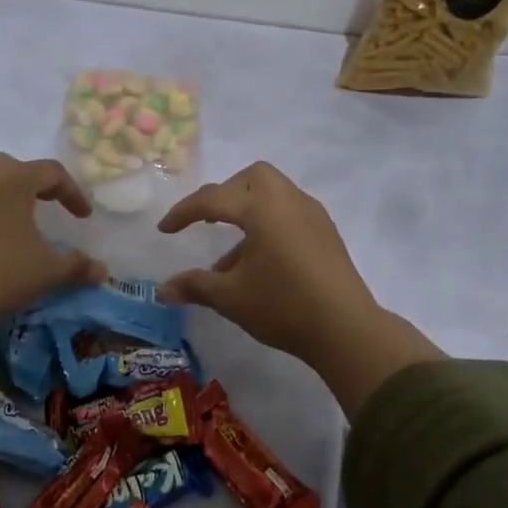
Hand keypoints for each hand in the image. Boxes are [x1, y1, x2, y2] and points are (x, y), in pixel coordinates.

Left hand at [0, 155, 104, 396]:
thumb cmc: (3, 274)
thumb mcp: (48, 271)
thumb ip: (77, 265)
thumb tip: (102, 272)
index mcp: (12, 179)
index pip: (51, 172)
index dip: (72, 193)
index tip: (83, 217)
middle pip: (14, 168)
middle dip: (35, 184)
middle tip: (48, 206)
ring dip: (3, 193)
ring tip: (15, 218)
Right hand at [157, 162, 444, 415]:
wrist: (346, 329)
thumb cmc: (283, 306)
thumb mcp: (230, 297)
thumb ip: (194, 286)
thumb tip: (162, 290)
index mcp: (262, 209)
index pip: (213, 199)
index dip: (184, 212)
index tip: (164, 230)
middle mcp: (289, 201)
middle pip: (253, 178)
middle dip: (225, 194)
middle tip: (208, 221)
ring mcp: (312, 216)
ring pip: (274, 194)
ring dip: (248, 211)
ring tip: (231, 255)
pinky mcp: (326, 233)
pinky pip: (290, 213)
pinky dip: (269, 224)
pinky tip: (260, 263)